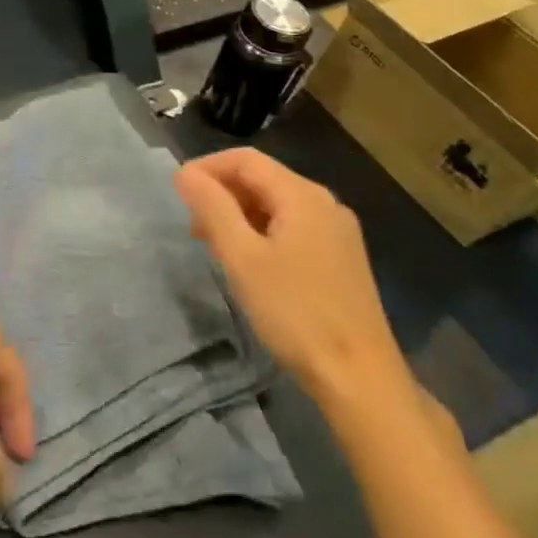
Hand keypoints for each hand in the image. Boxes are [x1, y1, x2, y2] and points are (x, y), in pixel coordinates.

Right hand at [175, 149, 407, 405]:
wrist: (360, 379)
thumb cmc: (295, 313)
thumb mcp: (242, 257)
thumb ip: (212, 207)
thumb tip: (185, 172)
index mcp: (303, 196)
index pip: (245, 159)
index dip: (207, 167)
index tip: (178, 193)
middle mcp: (325, 204)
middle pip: (262, 179)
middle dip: (222, 193)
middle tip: (193, 227)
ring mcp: (338, 232)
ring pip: (276, 204)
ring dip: (239, 214)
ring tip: (215, 246)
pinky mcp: (341, 259)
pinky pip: (292, 227)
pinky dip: (262, 232)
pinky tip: (249, 263)